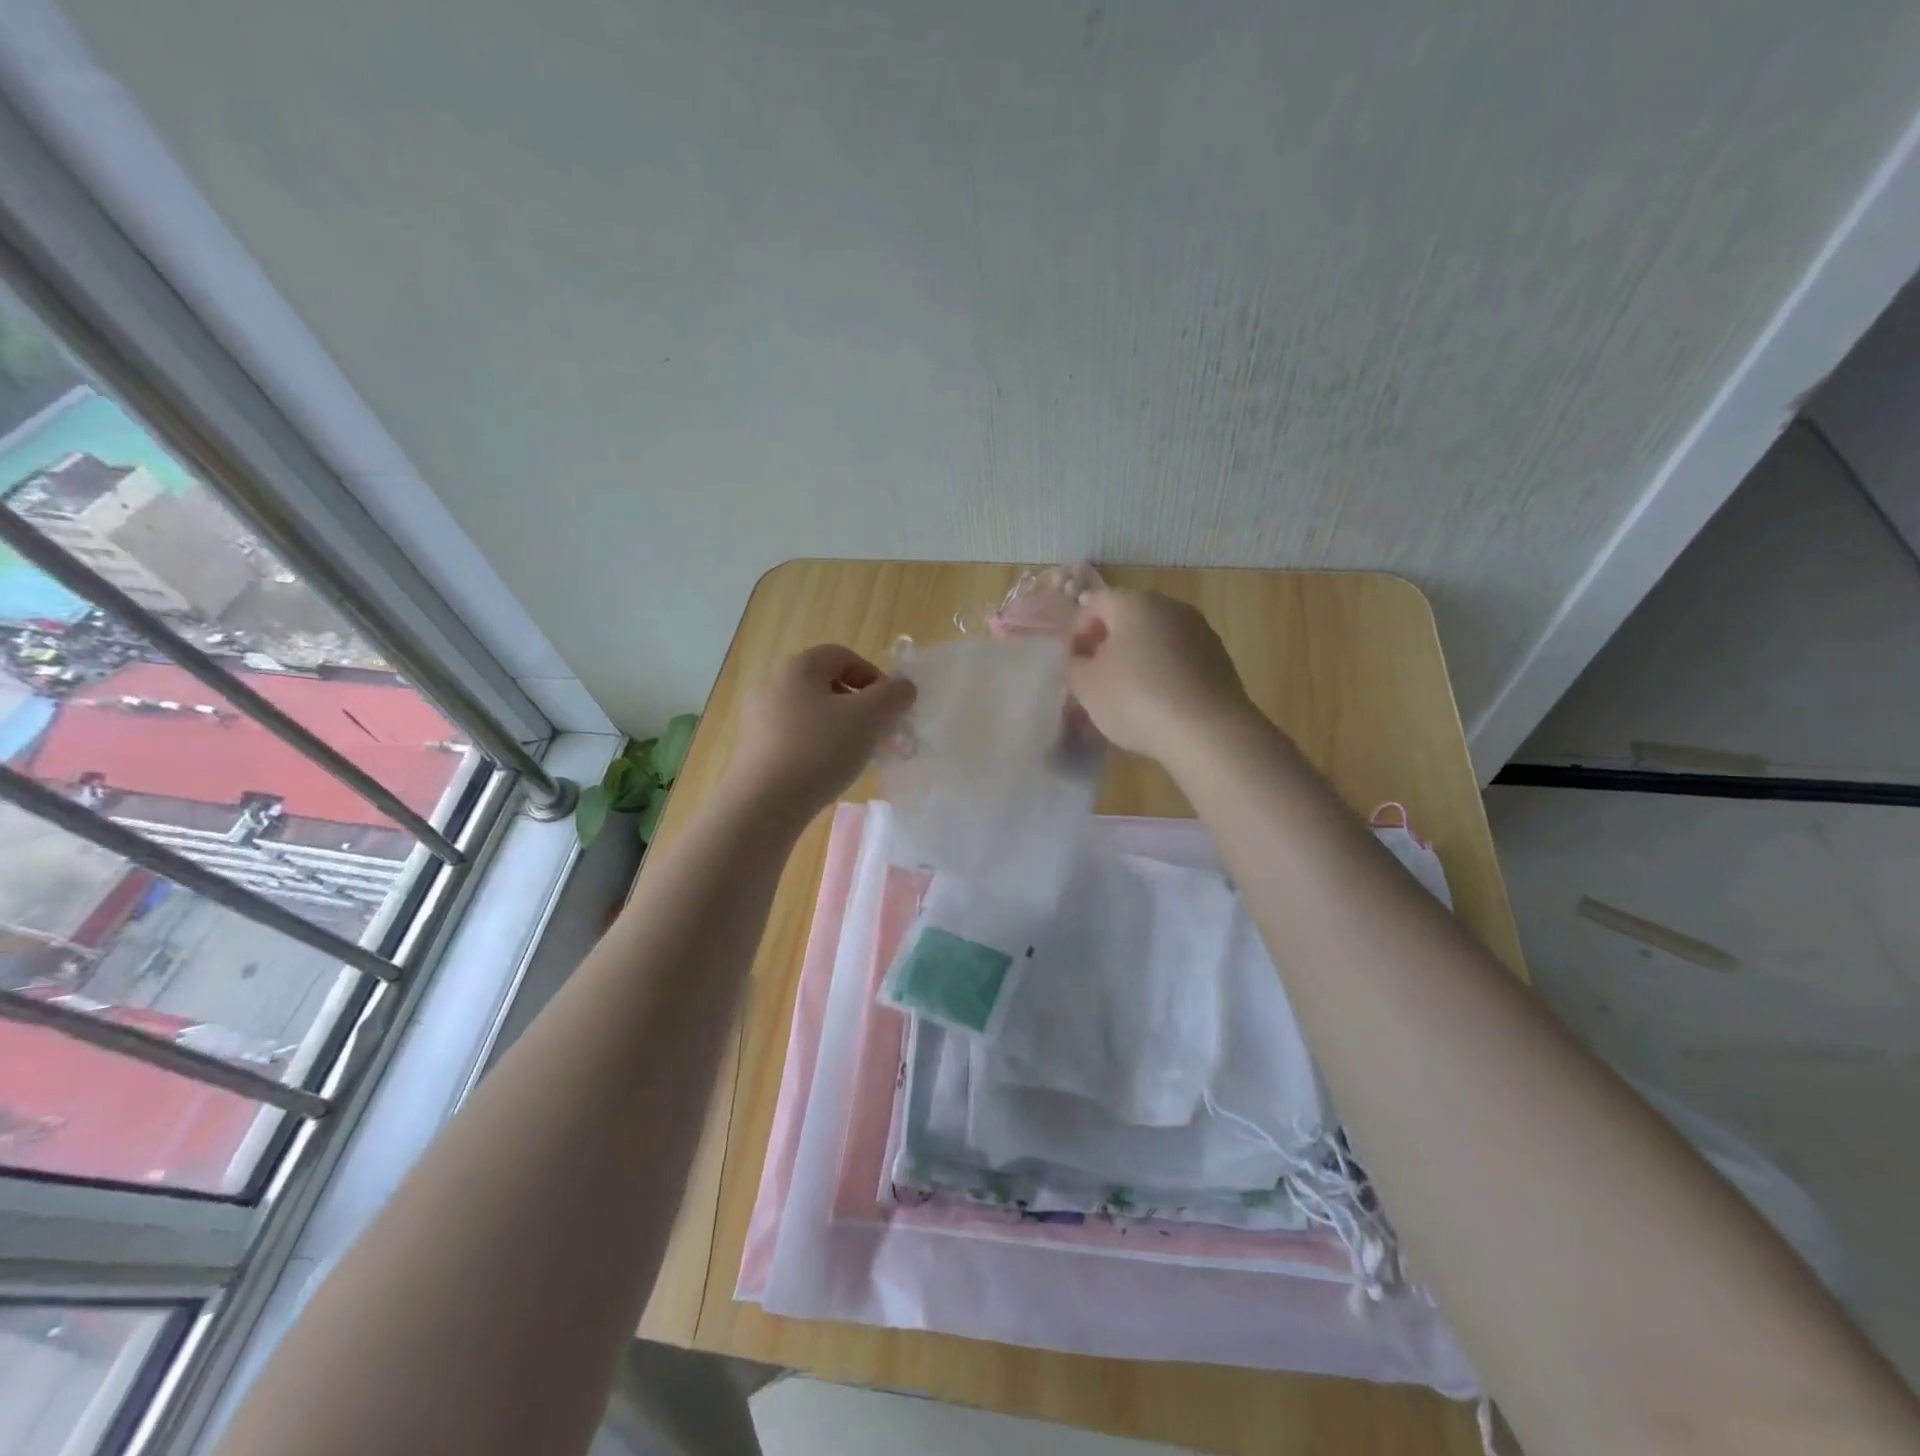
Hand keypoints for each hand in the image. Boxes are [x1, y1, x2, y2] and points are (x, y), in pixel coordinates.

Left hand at [727, 644, 915, 820]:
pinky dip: (819, 748)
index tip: (891, 707)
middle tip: (881, 734)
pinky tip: (830, 773)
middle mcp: (773, 686)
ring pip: (813, 714)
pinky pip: (796, 738)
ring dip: (842, 729)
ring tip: (859, 757)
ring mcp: (759, 719)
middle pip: (827, 686)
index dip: (874, 676)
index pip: (843, 656)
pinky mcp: (755, 750)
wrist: (763, 805)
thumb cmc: (819, 751)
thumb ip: (894, 696)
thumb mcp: (869, 718)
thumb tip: (903, 688)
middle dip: (861, 707)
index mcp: (798, 668)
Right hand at [1068, 588, 1253, 760]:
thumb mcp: (1086, 686)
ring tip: (1127, 693)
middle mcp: (1170, 607)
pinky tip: (1158, 703)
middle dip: (1108, 643)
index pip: (1095, 602)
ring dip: (1138, 658)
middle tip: (1095, 676)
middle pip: (1129, 617)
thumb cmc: (1136, 700)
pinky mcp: (1220, 659)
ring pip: (1157, 638)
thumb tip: (1080, 659)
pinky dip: (1164, 672)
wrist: (1208, 731)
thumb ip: (1074, 666)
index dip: (1077, 630)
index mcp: (1134, 604)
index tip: (1071, 662)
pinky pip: (1180, 658)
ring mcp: (1200, 631)